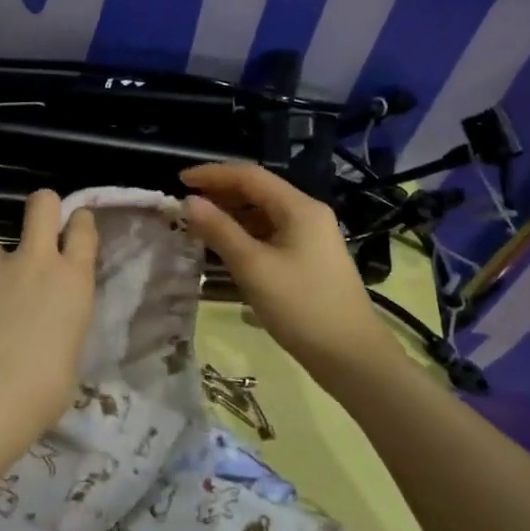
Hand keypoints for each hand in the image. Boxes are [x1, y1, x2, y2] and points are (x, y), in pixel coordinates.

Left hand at [0, 190, 98, 436]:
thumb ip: (59, 322)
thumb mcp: (69, 350)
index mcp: (73, 281)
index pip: (83, 230)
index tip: (74, 223)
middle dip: (41, 206)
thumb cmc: (45, 388)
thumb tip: (45, 326)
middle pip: (41, 205)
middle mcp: (35, 261)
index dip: (78, 221)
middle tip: (36, 221)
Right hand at [181, 162, 397, 375]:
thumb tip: (189, 202)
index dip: (211, 174)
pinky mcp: (308, 259)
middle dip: (220, 194)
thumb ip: (219, 230)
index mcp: (299, 208)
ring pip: (263, 214)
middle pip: (257, 192)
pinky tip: (224, 249)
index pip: (249, 176)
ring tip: (198, 226)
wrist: (351, 356)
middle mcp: (307, 214)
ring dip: (230, 215)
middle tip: (184, 206)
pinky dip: (244, 235)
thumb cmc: (301, 306)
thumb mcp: (253, 267)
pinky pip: (270, 235)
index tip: (179, 181)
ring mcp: (310, 237)